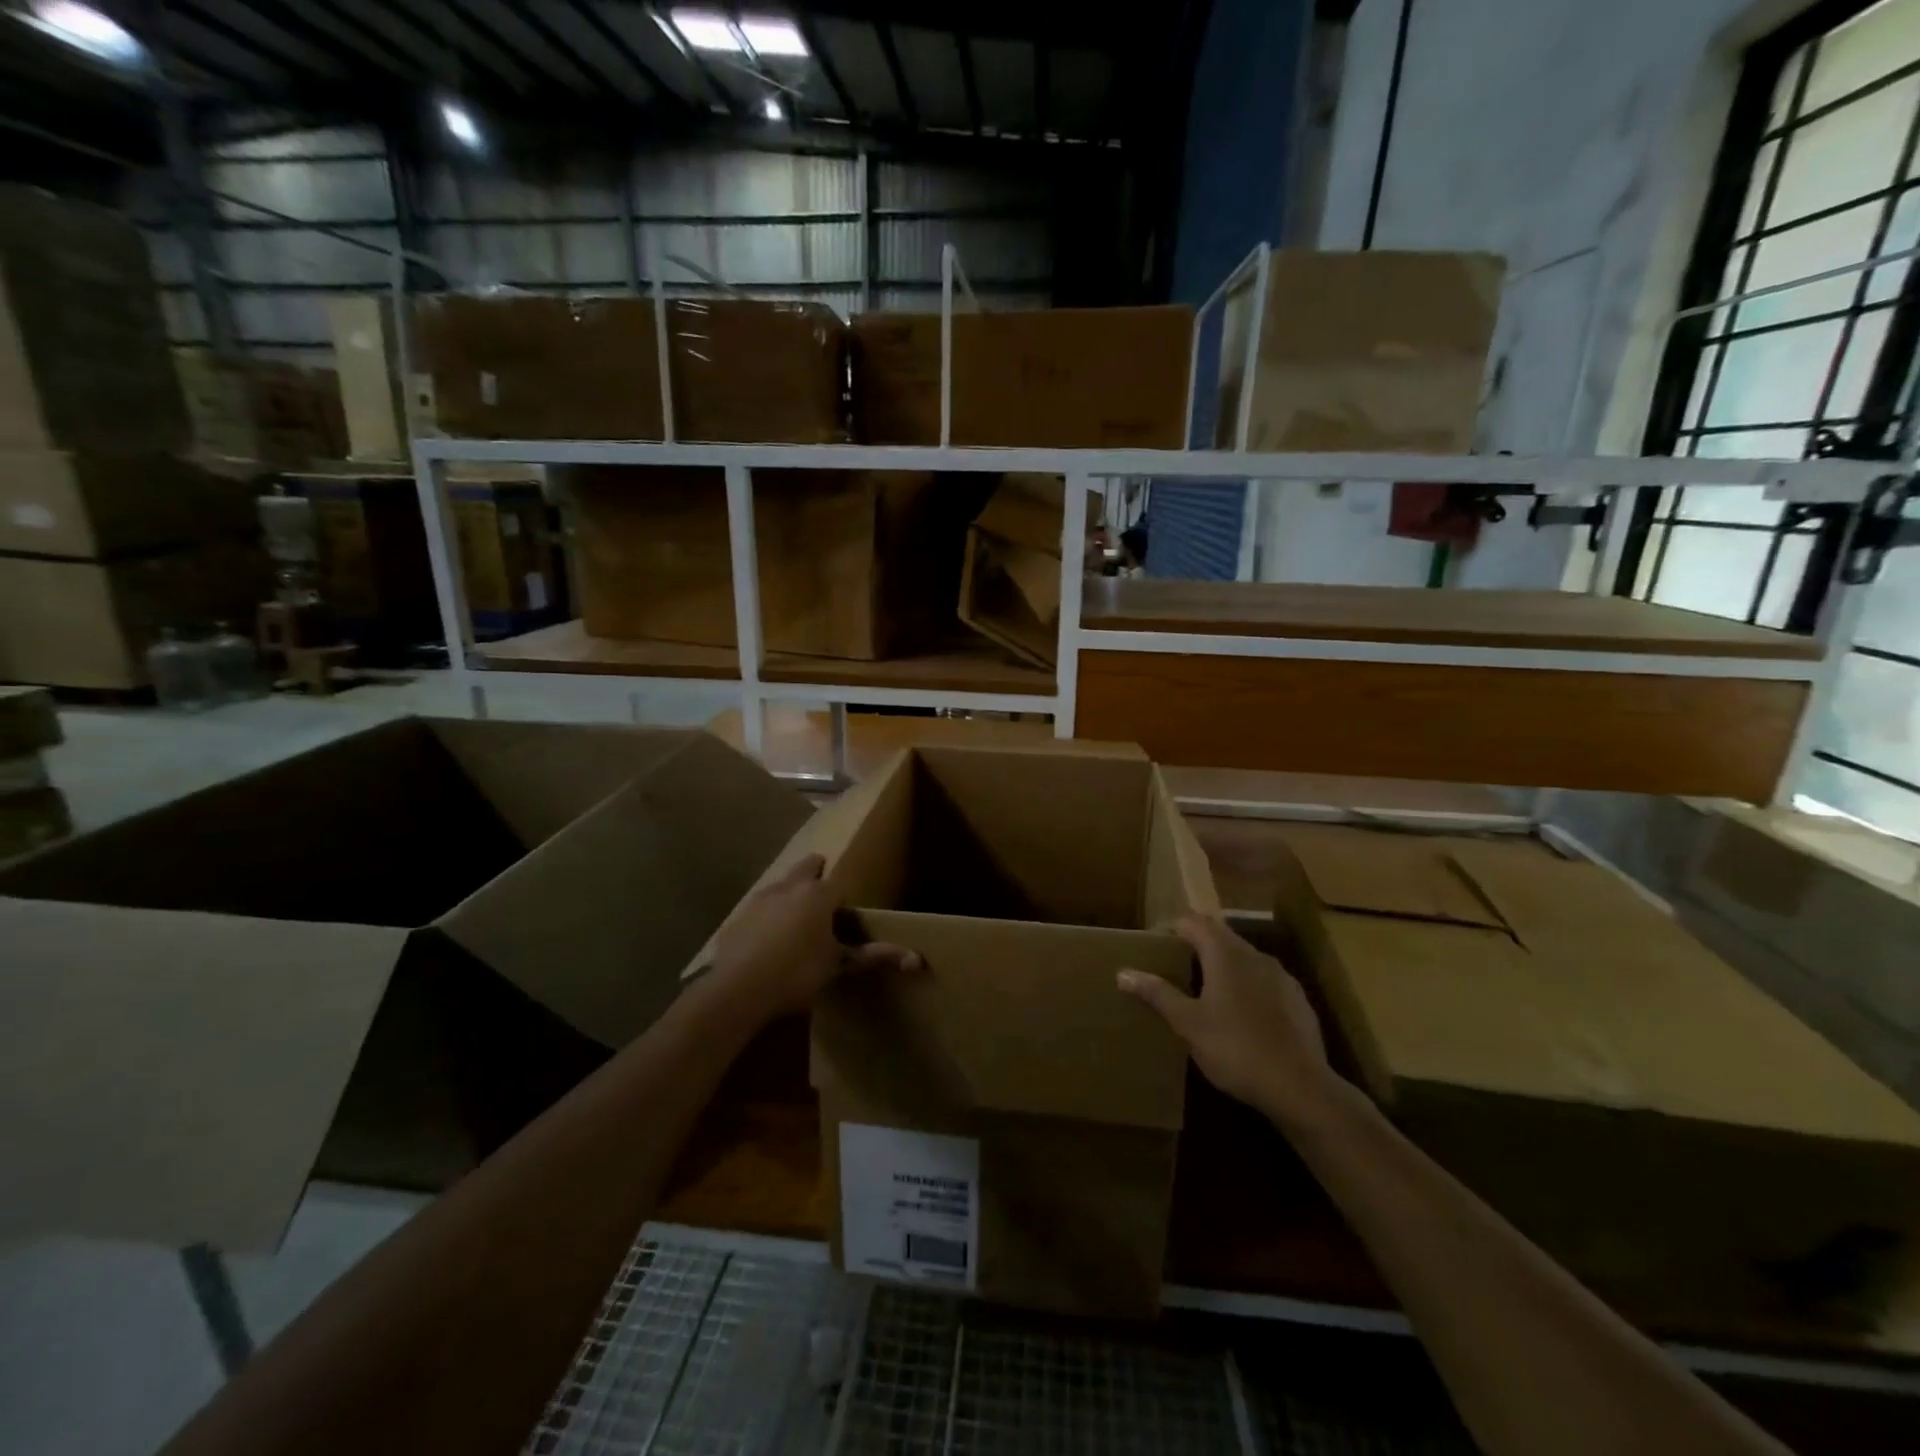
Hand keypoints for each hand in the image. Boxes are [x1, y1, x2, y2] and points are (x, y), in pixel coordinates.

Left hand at [706, 853, 920, 1020]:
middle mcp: (789, 887)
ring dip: (790, 891)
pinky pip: (758, 908)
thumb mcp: (838, 966)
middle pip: (806, 867)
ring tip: (796, 913)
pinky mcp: (737, 917)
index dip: (843, 893)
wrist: (737, 989)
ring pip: (780, 884)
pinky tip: (766, 938)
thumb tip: (917, 960)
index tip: (845, 904)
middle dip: (815, 871)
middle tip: (822, 884)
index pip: (837, 882)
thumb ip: (875, 958)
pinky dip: (767, 914)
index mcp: (818, 894)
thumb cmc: (796, 973)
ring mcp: (759, 900)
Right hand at [1118, 915, 1336, 1127]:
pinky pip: (1265, 980)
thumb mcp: (1188, 1024)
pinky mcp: (1298, 1000)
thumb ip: (1158, 994)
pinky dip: (1247, 985)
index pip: (1194, 922)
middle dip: (1197, 944)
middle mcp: (1254, 955)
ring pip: (1244, 957)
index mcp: (1224, 954)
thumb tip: (1123, 972)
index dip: (1172, 928)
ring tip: (1205, 990)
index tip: (1156, 943)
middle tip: (1175, 965)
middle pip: (1220, 936)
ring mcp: (1280, 976)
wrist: (1300, 1087)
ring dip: (1223, 964)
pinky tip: (1242, 1014)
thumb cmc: (1235, 1049)